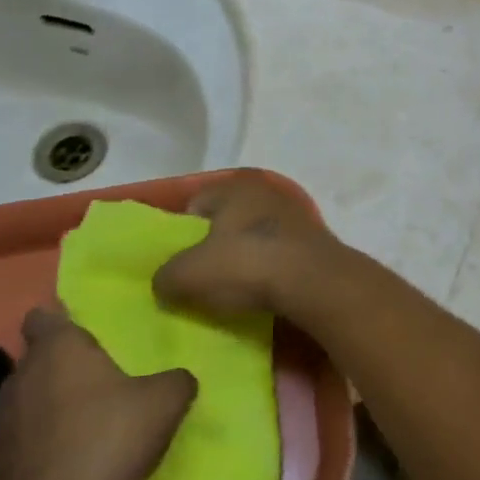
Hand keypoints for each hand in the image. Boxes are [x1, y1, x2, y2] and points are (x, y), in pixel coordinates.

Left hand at [0, 310, 194, 479]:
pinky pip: (19, 443)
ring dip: (47, 409)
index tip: (80, 331)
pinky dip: (37, 448)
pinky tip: (65, 465)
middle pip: (36, 361)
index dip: (59, 320)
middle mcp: (20, 377)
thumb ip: (175, 380)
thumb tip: (179, 378)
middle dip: (60, 368)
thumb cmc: (110, 439)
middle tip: (96, 382)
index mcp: (58, 349)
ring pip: (25, 402)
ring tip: (81, 427)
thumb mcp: (166, 402)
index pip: (43, 317)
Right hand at [154, 174, 339, 317]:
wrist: (316, 283)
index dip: (180, 235)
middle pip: (225, 222)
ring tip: (231, 292)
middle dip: (213, 248)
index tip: (177, 264)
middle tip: (201, 280)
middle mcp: (266, 191)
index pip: (194, 204)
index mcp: (234, 186)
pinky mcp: (314, 241)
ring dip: (243, 261)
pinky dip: (267, 271)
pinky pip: (278, 255)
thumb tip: (164, 284)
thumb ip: (165, 277)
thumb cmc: (246, 265)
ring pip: (253, 239)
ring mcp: (294, 215)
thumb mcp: (189, 275)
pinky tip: (261, 293)